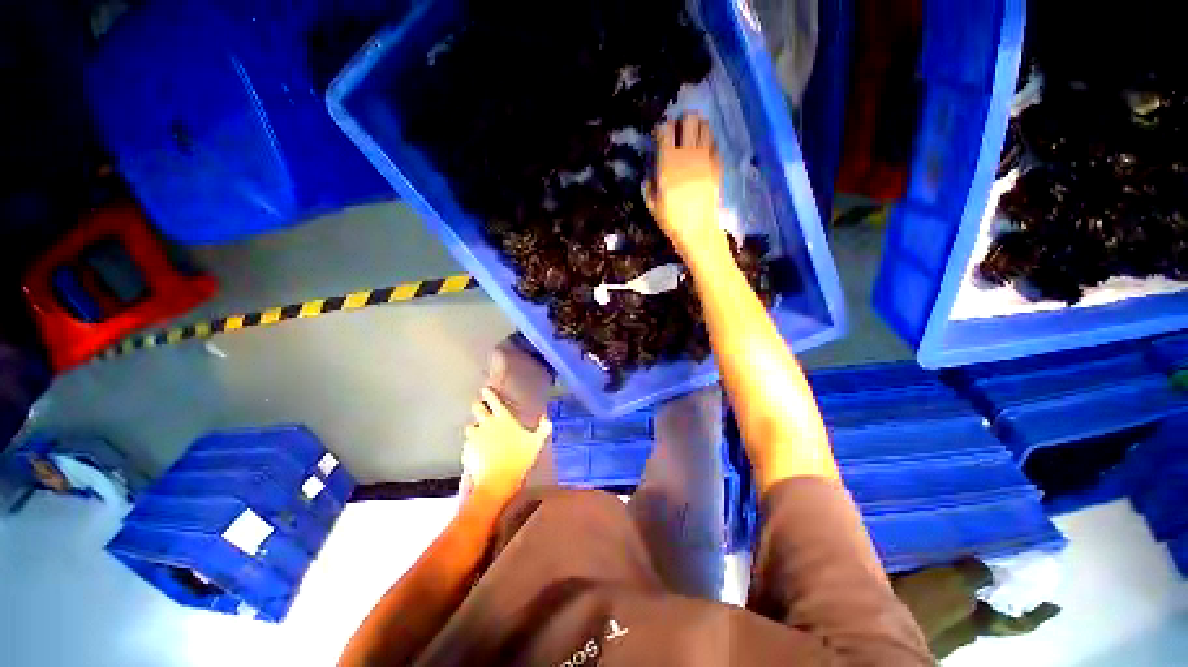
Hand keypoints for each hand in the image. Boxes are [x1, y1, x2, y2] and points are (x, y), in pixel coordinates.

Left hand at [462, 388, 551, 496]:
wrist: (497, 481)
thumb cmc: (519, 459)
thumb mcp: (536, 443)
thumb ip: (543, 429)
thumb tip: (547, 419)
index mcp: (503, 419)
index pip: (494, 400)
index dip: (489, 393)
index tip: (485, 389)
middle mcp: (487, 424)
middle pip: (477, 408)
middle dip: (477, 405)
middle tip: (479, 407)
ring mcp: (475, 437)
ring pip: (470, 427)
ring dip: (474, 428)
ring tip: (479, 434)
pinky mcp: (466, 450)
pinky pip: (468, 444)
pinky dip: (471, 446)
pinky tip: (477, 453)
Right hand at [649, 113, 727, 264]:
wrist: (698, 229)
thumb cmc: (671, 219)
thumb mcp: (652, 204)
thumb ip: (648, 186)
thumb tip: (650, 176)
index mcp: (667, 161)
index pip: (665, 129)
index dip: (661, 128)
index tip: (660, 136)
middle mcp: (687, 153)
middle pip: (689, 119)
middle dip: (682, 122)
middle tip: (678, 132)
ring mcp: (706, 157)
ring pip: (705, 126)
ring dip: (697, 127)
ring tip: (691, 138)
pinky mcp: (717, 164)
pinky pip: (714, 142)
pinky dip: (707, 142)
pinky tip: (702, 152)